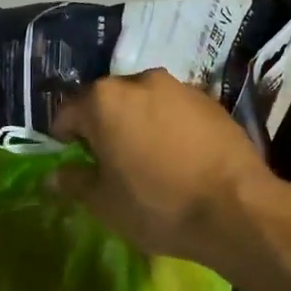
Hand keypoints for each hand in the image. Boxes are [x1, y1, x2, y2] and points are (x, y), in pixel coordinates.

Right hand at [50, 69, 277, 268]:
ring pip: (144, 103)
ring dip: (137, 123)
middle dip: (103, 126)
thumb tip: (54, 176)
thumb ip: (74, 182)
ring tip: (146, 158)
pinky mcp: (211, 102)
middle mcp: (140, 81)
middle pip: (108, 101)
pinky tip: (178, 157)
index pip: (68, 111)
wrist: (236, 209)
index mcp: (104, 100)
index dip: (64, 137)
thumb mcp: (104, 203)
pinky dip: (168, 127)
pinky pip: (175, 111)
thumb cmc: (157, 205)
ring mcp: (180, 88)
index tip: (72, 159)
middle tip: (108, 161)